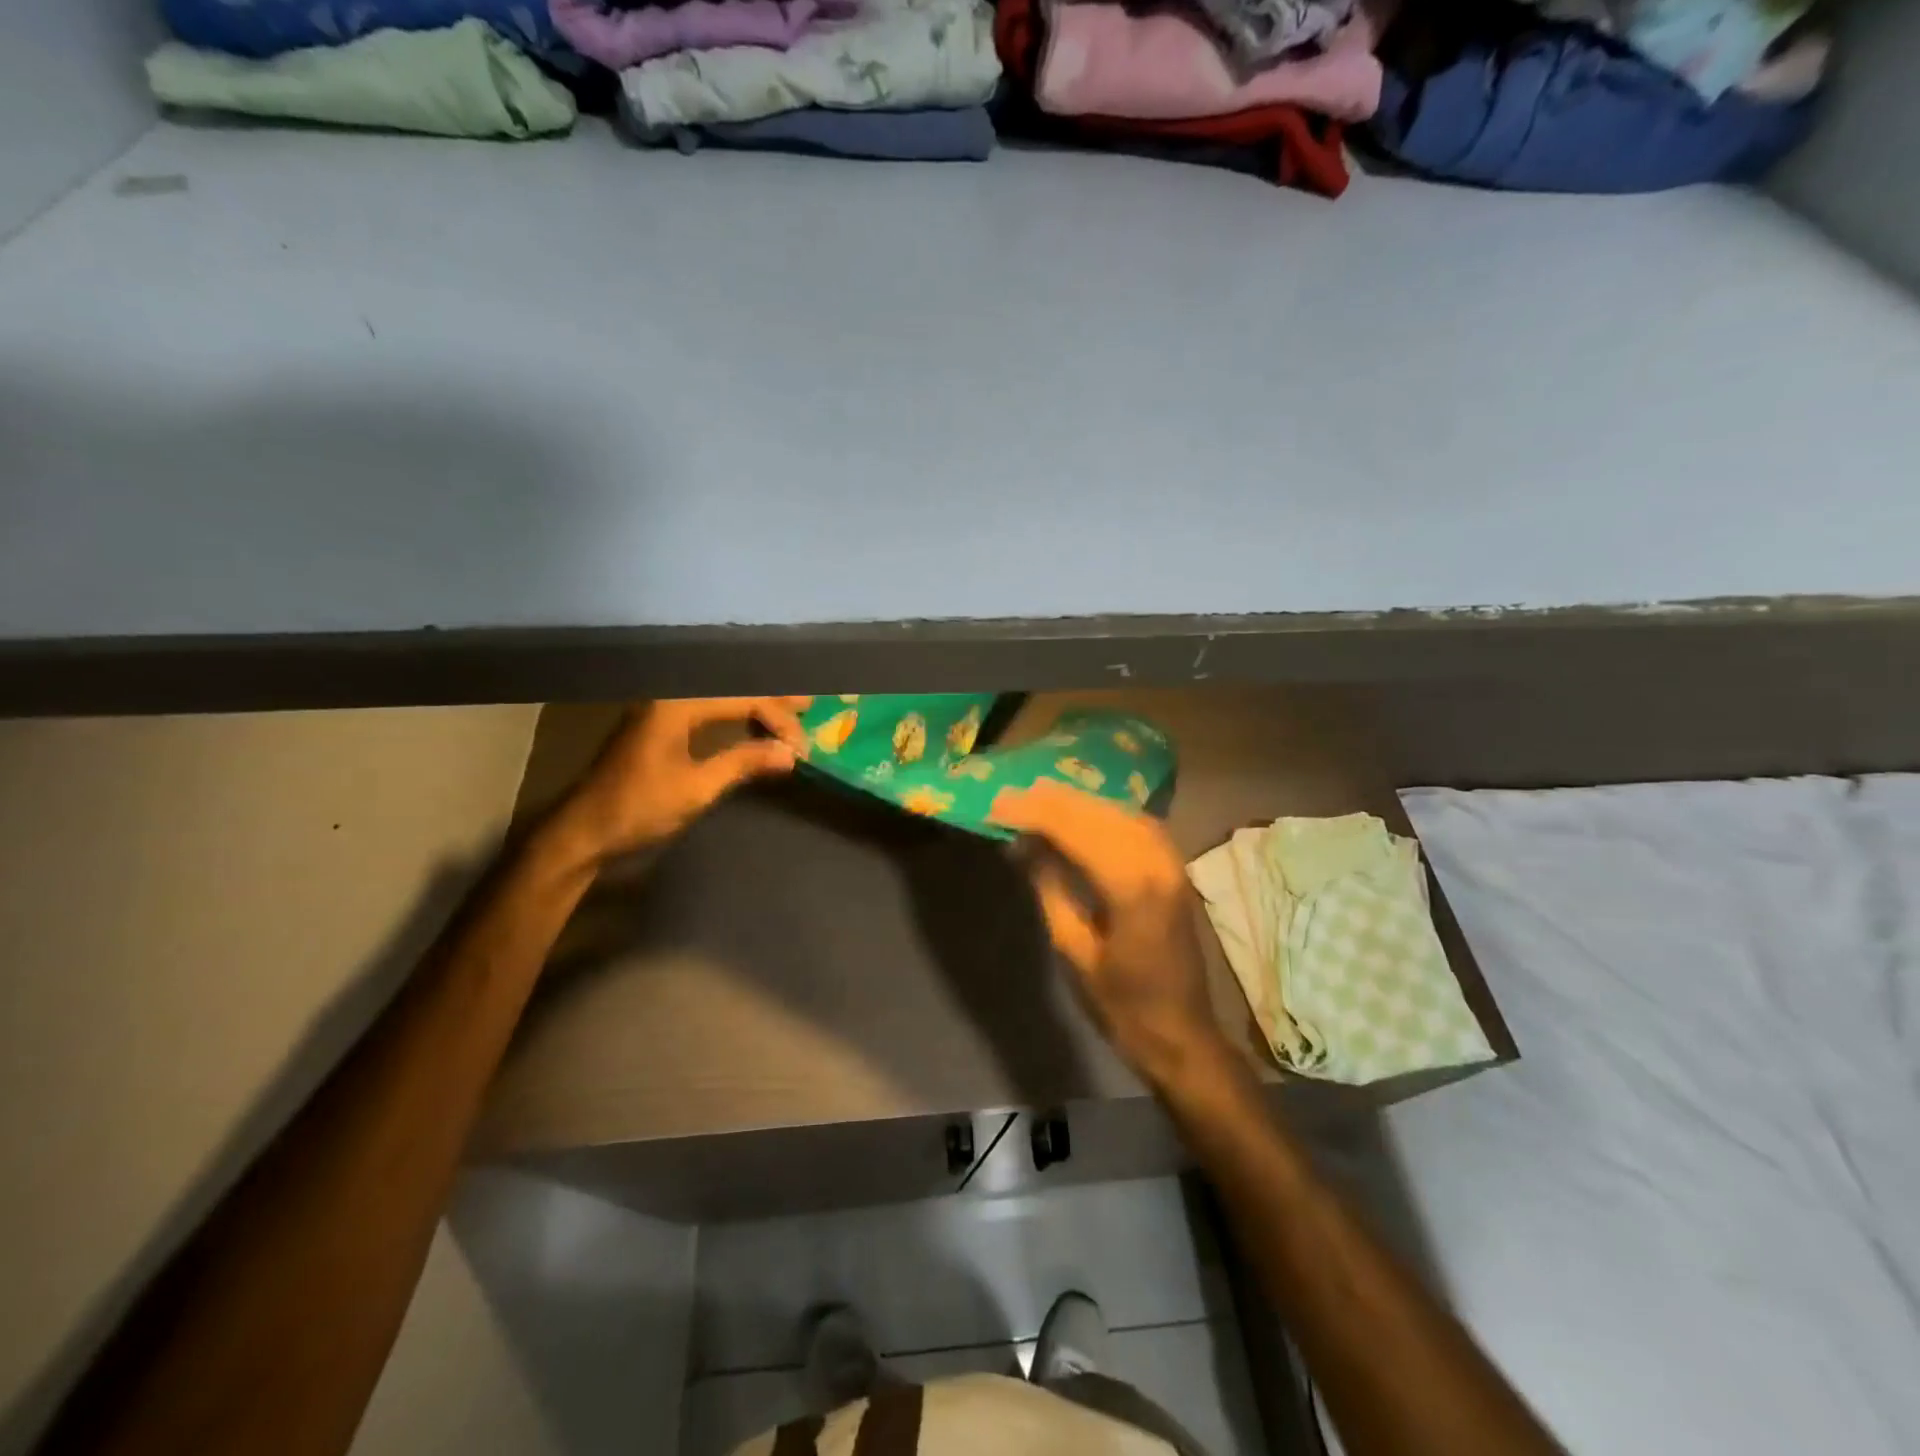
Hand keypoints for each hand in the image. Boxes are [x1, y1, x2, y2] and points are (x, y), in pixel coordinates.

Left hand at [547, 697, 811, 865]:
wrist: (583, 831)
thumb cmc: (639, 808)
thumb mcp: (697, 788)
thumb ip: (744, 763)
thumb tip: (790, 753)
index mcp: (677, 704)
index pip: (742, 699)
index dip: (778, 719)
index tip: (802, 746)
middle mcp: (669, 697)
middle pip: (731, 690)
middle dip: (771, 700)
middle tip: (809, 705)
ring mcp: (661, 711)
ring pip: (720, 699)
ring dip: (754, 707)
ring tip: (788, 714)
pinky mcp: (658, 728)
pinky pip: (706, 712)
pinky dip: (734, 718)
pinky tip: (751, 727)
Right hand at [989, 779, 1232, 1090]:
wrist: (1182, 1034)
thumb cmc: (1122, 1004)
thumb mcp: (1074, 951)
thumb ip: (1050, 889)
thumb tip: (1023, 845)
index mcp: (1131, 888)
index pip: (1077, 830)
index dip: (1035, 814)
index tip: (998, 806)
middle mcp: (1157, 863)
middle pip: (1100, 814)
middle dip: (1053, 801)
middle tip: (1011, 795)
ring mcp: (1171, 864)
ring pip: (1121, 813)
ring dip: (1079, 802)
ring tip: (1039, 796)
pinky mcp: (1174, 870)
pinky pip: (1137, 824)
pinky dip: (1105, 812)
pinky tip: (1083, 813)